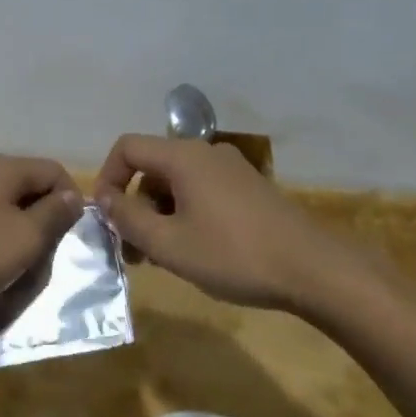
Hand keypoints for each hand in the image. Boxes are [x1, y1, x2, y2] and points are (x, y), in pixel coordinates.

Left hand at [0, 154, 83, 311]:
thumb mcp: (25, 239)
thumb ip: (54, 214)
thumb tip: (73, 196)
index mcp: (6, 167)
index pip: (55, 171)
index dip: (71, 200)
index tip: (70, 236)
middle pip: (28, 184)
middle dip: (43, 217)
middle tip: (44, 253)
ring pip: (4, 201)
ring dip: (18, 228)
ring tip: (16, 261)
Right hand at [93, 134, 334, 309]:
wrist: (313, 269)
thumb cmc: (233, 254)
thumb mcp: (169, 244)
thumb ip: (128, 219)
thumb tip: (103, 199)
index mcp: (183, 157)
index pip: (127, 147)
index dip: (107, 178)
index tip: (106, 218)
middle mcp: (205, 152)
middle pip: (152, 167)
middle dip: (134, 205)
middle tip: (132, 251)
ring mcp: (230, 169)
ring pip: (176, 183)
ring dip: (158, 215)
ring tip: (160, 258)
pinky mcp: (248, 188)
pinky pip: (201, 191)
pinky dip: (184, 215)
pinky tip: (192, 251)